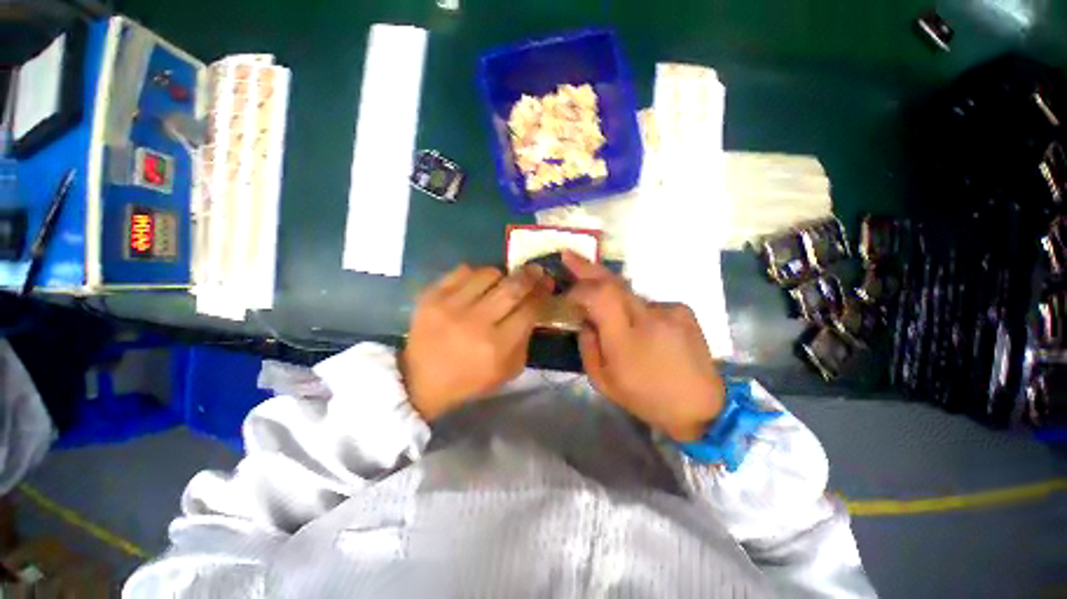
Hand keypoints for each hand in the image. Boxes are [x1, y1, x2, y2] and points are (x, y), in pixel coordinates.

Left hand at [401, 264, 551, 421]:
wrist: (420, 380)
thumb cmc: (470, 379)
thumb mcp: (508, 371)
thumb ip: (525, 339)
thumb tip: (534, 306)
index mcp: (497, 346)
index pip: (529, 310)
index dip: (542, 293)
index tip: (547, 284)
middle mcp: (476, 322)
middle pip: (512, 287)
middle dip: (529, 275)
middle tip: (536, 270)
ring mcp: (451, 306)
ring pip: (488, 273)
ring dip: (501, 275)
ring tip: (500, 283)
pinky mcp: (431, 296)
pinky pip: (462, 271)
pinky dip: (475, 274)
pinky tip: (475, 285)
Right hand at [563, 252, 724, 441]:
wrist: (701, 406)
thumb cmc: (646, 398)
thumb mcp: (603, 381)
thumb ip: (588, 346)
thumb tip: (586, 320)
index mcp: (625, 339)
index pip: (599, 294)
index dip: (579, 287)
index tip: (568, 294)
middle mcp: (648, 316)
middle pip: (613, 281)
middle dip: (588, 267)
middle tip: (570, 255)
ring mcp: (669, 310)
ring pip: (629, 294)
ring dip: (614, 299)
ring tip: (612, 319)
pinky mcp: (683, 310)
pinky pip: (648, 304)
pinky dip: (637, 311)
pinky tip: (643, 332)